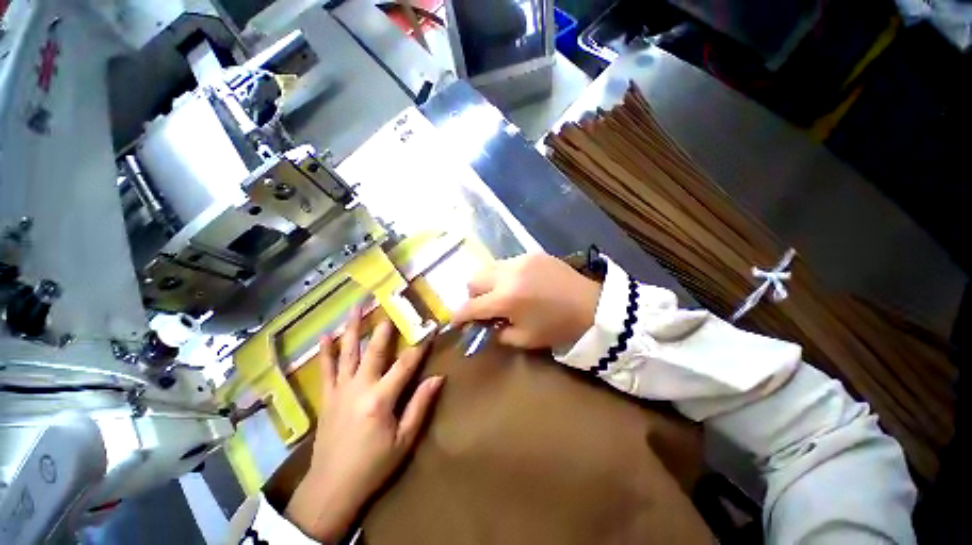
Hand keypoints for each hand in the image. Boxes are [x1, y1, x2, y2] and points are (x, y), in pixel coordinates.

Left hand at [285, 309, 443, 541]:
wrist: (331, 489)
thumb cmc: (374, 465)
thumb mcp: (404, 440)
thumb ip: (420, 405)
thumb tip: (438, 377)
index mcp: (381, 399)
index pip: (406, 364)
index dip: (420, 345)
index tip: (430, 329)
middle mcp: (359, 387)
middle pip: (374, 350)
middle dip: (384, 327)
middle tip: (389, 305)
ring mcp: (340, 390)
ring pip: (347, 353)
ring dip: (352, 328)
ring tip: (355, 307)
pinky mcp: (327, 397)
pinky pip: (326, 370)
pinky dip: (326, 352)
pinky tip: (325, 336)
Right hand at [451, 253, 601, 349]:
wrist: (593, 307)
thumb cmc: (558, 328)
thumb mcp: (524, 339)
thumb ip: (497, 332)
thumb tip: (484, 325)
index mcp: (506, 299)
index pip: (471, 306)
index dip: (459, 316)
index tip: (456, 322)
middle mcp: (508, 274)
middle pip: (474, 279)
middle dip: (474, 295)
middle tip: (485, 307)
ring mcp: (521, 260)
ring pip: (489, 268)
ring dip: (489, 283)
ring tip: (503, 295)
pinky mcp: (532, 254)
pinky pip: (508, 264)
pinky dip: (506, 276)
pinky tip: (521, 285)